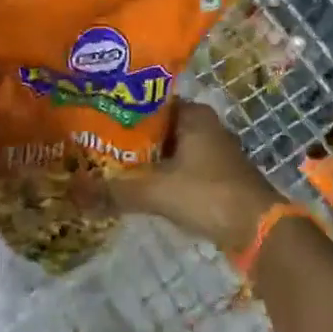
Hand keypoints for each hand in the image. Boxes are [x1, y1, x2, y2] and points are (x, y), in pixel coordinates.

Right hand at [106, 102, 282, 254]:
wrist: (259, 230)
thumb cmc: (209, 194)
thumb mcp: (156, 191)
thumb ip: (115, 191)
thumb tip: (73, 193)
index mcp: (193, 114)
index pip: (147, 101)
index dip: (119, 109)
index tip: (92, 117)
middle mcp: (203, 126)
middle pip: (156, 127)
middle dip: (127, 137)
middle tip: (91, 144)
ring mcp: (211, 152)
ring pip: (166, 150)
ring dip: (142, 159)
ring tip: (105, 165)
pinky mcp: (214, 176)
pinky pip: (177, 168)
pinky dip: (158, 175)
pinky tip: (134, 185)